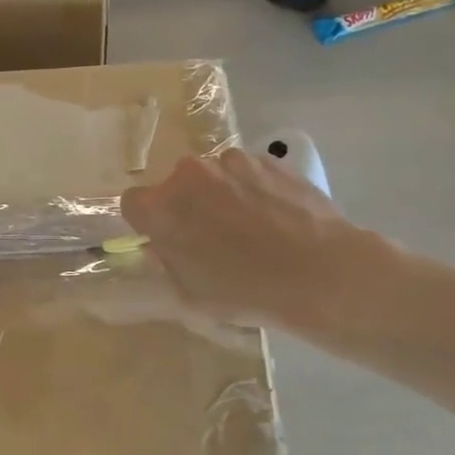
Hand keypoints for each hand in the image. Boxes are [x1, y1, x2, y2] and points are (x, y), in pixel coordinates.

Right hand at [120, 148, 390, 334]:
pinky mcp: (267, 159)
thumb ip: (166, 263)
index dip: (148, 221)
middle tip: (213, 237)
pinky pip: (248, 173)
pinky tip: (277, 218)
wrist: (321, 273)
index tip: (167, 238)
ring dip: (222, 195)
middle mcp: (189, 174)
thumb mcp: (191, 294)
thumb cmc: (247, 292)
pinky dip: (254, 190)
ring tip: (253, 228)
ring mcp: (230, 161)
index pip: (133, 202)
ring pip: (214, 176)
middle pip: (176, 185)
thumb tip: (161, 244)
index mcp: (162, 208)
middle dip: (188, 206)